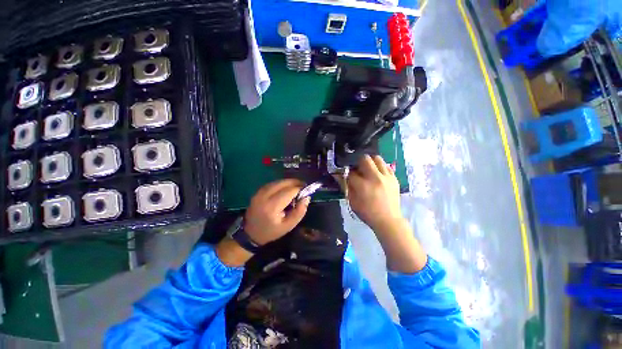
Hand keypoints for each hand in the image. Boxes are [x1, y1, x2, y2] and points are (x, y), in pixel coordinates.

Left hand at [244, 179, 309, 245]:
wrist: (250, 233)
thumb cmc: (271, 231)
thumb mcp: (289, 225)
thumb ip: (300, 211)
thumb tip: (307, 197)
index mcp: (272, 206)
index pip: (289, 191)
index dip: (300, 188)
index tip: (307, 189)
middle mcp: (264, 196)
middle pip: (283, 183)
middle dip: (295, 182)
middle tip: (303, 186)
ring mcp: (259, 192)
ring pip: (278, 181)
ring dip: (288, 182)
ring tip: (296, 187)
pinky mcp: (257, 191)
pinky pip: (272, 183)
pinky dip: (281, 184)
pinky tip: (286, 188)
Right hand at [347, 155, 426, 272]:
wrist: (388, 220)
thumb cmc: (367, 213)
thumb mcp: (352, 202)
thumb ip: (346, 186)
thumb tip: (340, 175)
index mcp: (363, 186)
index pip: (351, 172)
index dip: (347, 173)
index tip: (347, 175)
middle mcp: (375, 178)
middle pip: (365, 159)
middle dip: (358, 162)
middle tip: (358, 170)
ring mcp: (387, 177)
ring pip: (377, 158)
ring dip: (370, 162)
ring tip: (368, 170)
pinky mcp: (394, 178)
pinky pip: (386, 166)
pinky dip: (380, 167)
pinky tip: (377, 174)